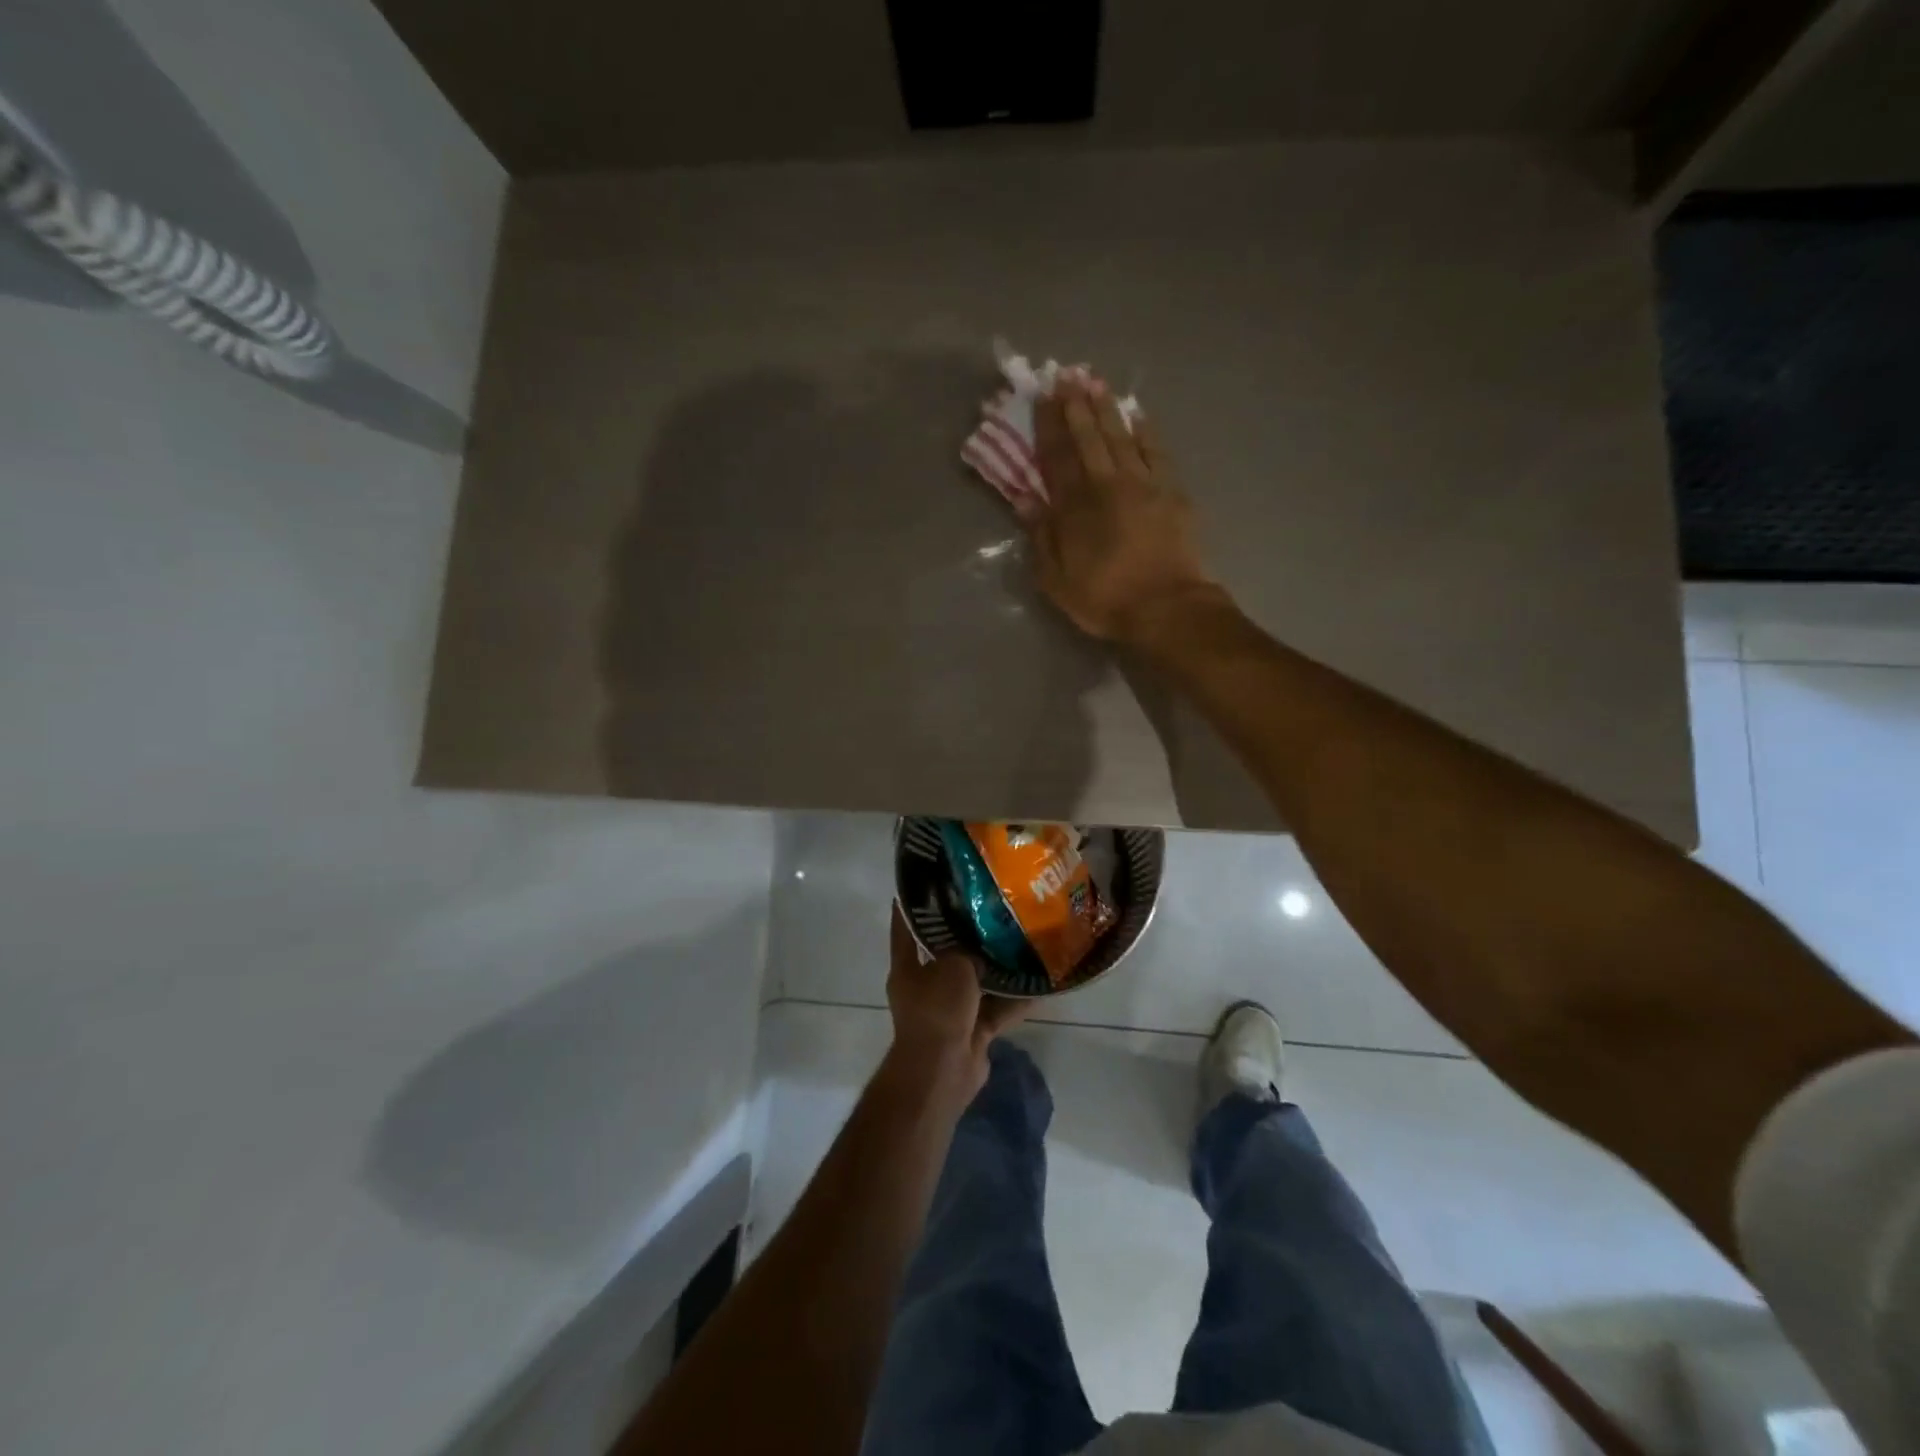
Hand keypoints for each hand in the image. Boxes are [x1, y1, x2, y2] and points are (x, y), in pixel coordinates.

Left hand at [885, 905, 1032, 1096]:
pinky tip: (1038, 985)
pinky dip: (1013, 1001)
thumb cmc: (937, 1009)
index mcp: (908, 967)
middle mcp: (925, 986)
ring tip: (1022, 943)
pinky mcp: (971, 1032)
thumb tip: (981, 943)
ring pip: (976, 983)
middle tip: (993, 911)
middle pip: (947, 954)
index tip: (932, 881)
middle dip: (969, 937)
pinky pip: (994, 1010)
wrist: (942, 1070)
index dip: (916, 905)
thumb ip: (967, 949)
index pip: (906, 926)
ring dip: (996, 970)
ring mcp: (948, 1011)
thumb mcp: (953, 965)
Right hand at [1022, 372, 1219, 642]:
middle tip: (1067, 377)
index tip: (1042, 399)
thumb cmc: (1105, 599)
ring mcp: (1143, 485)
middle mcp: (1107, 486)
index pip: (1057, 458)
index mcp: (1075, 508)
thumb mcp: (1057, 580)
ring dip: (1107, 410)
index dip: (1048, 427)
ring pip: (1121, 437)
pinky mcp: (1172, 492)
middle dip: (1076, 407)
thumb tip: (1025, 499)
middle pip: (1089, 439)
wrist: (1167, 608)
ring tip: (1096, 384)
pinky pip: (1156, 452)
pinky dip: (1146, 432)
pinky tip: (1138, 415)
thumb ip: (1041, 538)